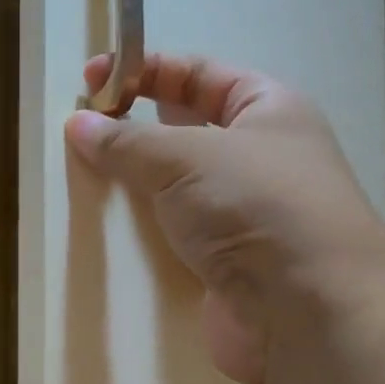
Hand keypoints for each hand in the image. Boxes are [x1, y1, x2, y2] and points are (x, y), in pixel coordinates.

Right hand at [67, 53, 384, 383]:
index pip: (199, 74)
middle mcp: (260, 158)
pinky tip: (114, 232)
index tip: (91, 81)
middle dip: (137, 128)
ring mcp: (244, 216)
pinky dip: (148, 232)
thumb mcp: (187, 157)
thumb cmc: (256, 208)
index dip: (145, 70)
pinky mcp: (227, 266)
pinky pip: (179, 236)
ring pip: (180, 189)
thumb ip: (128, 141)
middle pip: (188, 130)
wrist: (306, 313)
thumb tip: (78, 123)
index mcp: (268, 109)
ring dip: (139, 184)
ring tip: (88, 180)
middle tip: (84, 133)